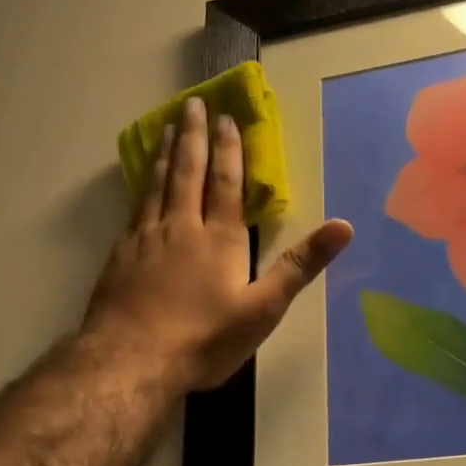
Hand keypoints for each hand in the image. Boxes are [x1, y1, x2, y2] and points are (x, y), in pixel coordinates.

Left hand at [84, 97, 353, 391]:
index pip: (226, 184)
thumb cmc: (205, 339)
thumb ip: (299, 265)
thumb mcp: (263, 309)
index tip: (227, 119)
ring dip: (166, 154)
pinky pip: (134, 209)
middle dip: (194, 137)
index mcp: (220, 239)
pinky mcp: (120, 257)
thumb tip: (344, 226)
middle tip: (193, 104)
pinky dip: (141, 187)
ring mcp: (145, 240)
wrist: (133, 361)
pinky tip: (141, 185)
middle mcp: (181, 228)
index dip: (229, 150)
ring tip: (169, 129)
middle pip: (188, 173)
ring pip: (157, 185)